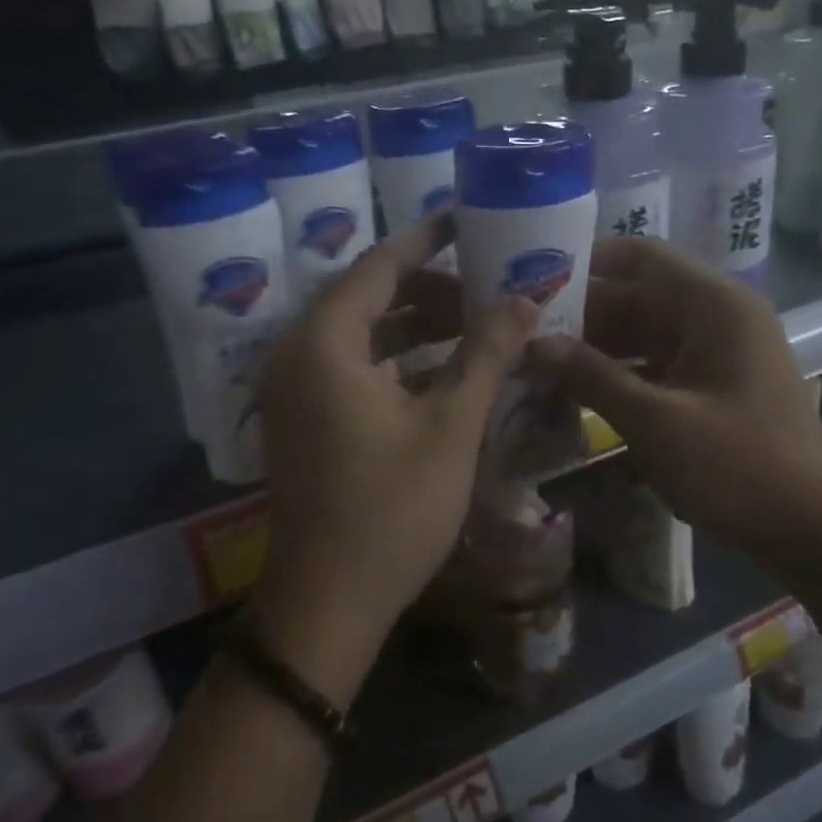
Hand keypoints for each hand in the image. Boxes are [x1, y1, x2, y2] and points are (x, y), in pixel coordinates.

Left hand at [251, 215, 537, 701]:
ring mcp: (295, 390)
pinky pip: (353, 366)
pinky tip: (445, 368)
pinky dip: (396, 359)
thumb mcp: (450, 425)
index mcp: (324, 343)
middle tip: (485, 285)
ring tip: (475, 323)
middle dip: (428, 287)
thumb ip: (486, 354)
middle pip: (367, 296)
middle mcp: (297, 354)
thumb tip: (526, 300)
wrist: (329, 602)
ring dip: (414, 324)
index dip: (427, 239)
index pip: (379, 265)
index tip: (467, 219)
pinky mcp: (304, 419)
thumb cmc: (392, 510)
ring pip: (361, 333)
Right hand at [527, 238, 821, 568]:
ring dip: (596, 348)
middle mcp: (717, 317)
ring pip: (643, 333)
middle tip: (522, 333)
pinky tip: (576, 394)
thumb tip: (534, 344)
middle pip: (638, 297)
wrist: (812, 529)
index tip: (533, 281)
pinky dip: (620, 375)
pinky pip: (657, 365)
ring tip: (537, 364)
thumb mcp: (655, 420)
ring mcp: (717, 353)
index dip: (586, 262)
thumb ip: (592, 376)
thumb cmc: (737, 466)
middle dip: (581, 315)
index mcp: (713, 305)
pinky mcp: (713, 385)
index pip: (640, 257)